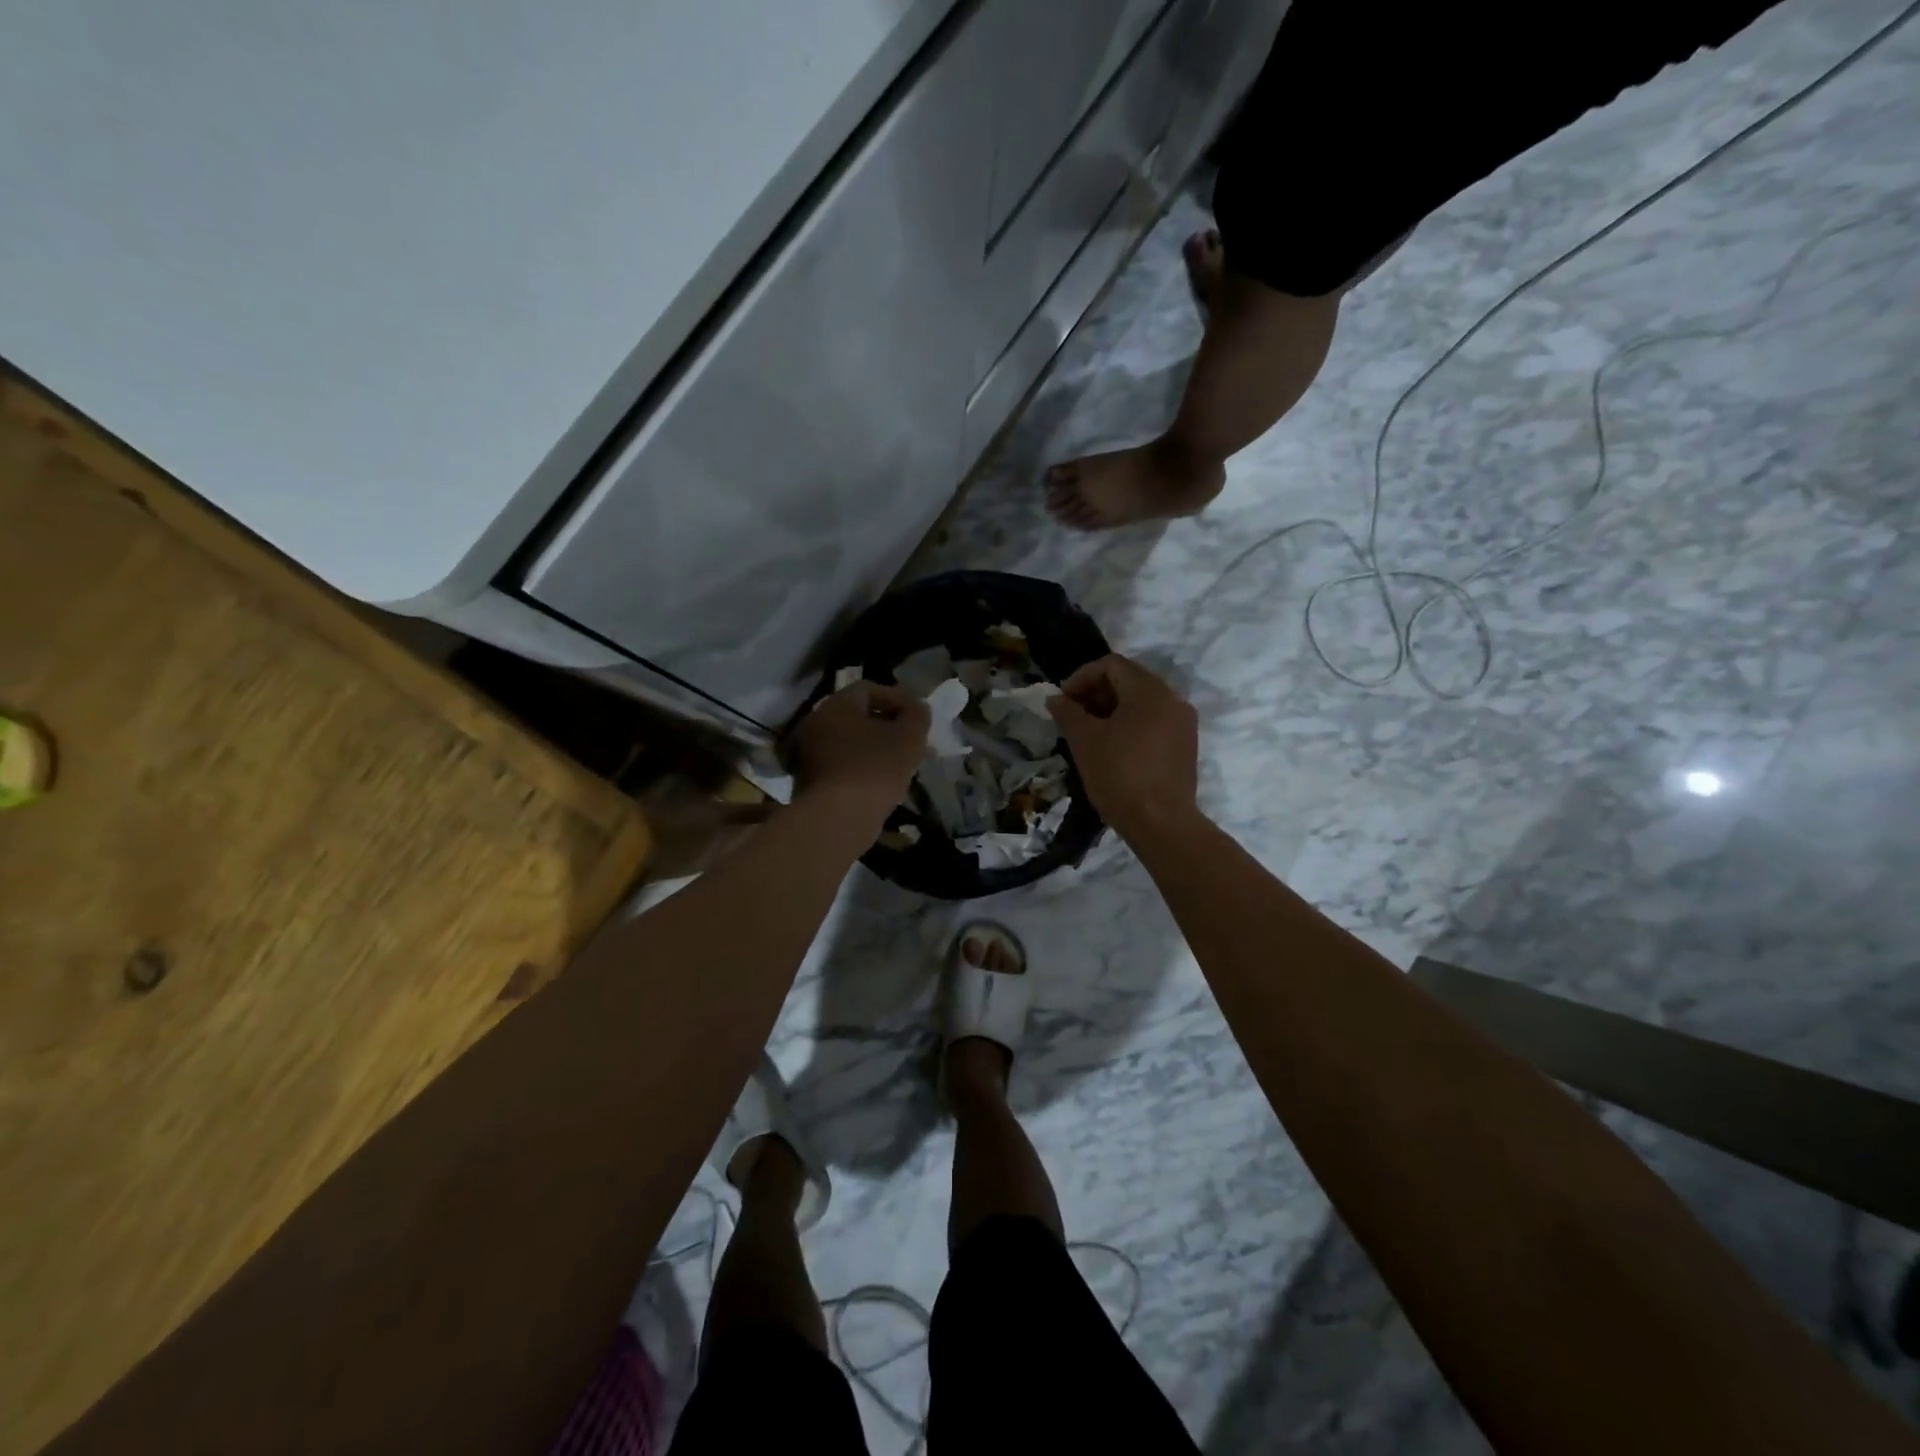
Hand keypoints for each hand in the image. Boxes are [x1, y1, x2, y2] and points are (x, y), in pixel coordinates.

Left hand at [785, 681, 929, 817]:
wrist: (838, 819)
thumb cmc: (876, 768)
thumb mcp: (909, 738)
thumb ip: (917, 716)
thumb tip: (917, 708)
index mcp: (837, 704)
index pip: (869, 689)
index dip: (897, 699)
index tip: (917, 717)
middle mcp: (816, 722)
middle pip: (855, 715)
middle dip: (884, 724)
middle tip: (909, 739)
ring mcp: (807, 752)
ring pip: (847, 741)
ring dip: (872, 747)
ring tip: (898, 763)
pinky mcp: (807, 780)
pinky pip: (839, 764)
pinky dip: (858, 767)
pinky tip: (878, 782)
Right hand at [1048, 654, 1199, 840]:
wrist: (1162, 824)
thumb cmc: (1120, 776)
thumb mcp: (1085, 741)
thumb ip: (1068, 713)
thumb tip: (1055, 699)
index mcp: (1150, 691)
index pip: (1111, 665)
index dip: (1081, 678)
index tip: (1062, 701)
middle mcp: (1172, 699)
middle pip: (1129, 680)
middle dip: (1096, 693)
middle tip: (1072, 716)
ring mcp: (1183, 723)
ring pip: (1142, 702)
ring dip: (1112, 709)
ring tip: (1088, 733)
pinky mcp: (1185, 745)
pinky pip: (1154, 721)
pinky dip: (1131, 725)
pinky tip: (1112, 748)